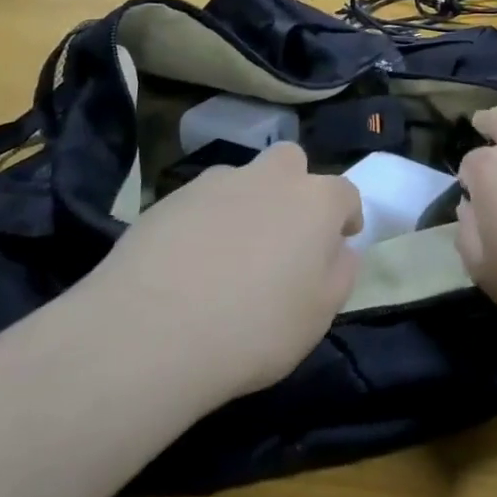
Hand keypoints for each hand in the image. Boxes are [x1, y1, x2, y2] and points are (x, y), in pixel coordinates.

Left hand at [87, 143, 361, 405]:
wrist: (151, 333)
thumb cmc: (255, 328)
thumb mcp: (318, 316)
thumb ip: (339, 274)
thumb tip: (339, 250)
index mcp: (315, 201)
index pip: (345, 194)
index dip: (345, 216)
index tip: (339, 241)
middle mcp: (270, 178)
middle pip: (291, 163)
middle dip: (293, 188)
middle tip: (282, 235)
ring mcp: (216, 183)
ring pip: (241, 181)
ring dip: (244, 204)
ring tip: (227, 256)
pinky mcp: (168, 199)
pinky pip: (199, 204)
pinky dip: (202, 223)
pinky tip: (187, 265)